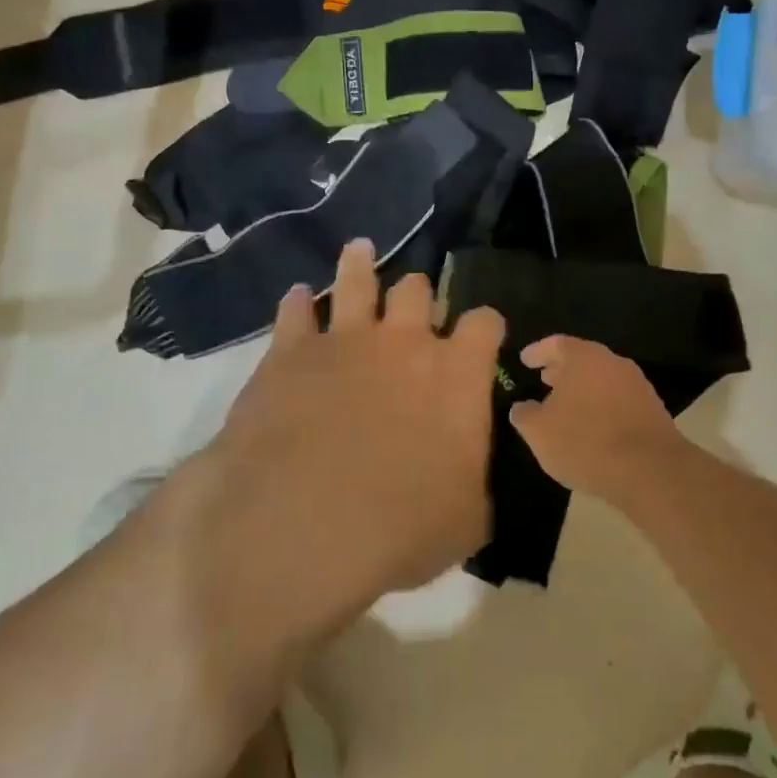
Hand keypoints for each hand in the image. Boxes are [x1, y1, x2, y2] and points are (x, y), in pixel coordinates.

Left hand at [209, 239, 505, 604]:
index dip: (485, 326)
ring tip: (359, 250)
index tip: (481, 336)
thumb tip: (472, 475)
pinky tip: (297, 298)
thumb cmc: (401, 527)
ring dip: (359, 264)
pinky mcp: (291, 350)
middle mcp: (405, 341)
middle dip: (418, 295)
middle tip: (413, 304)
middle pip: (417, 290)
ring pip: (357, 280)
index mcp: (457, 374)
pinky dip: (298, 303)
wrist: (305, 522)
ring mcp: (345, 338)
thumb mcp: (467, 520)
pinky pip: (295, 311)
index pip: (484, 323)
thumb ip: (477, 483)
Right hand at [508, 336, 688, 497]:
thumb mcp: (539, 432)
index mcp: (585, 357)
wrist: (650, 471)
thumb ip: (524, 414)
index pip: (556, 344)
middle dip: (561, 370)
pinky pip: (617, 400)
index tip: (524, 360)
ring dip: (582, 390)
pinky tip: (591, 427)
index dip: (538, 352)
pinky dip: (601, 407)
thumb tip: (522, 408)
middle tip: (544, 380)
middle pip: (582, 360)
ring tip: (565, 407)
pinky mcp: (653, 411)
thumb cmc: (585, 442)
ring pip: (601, 380)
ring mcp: (637, 386)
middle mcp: (613, 363)